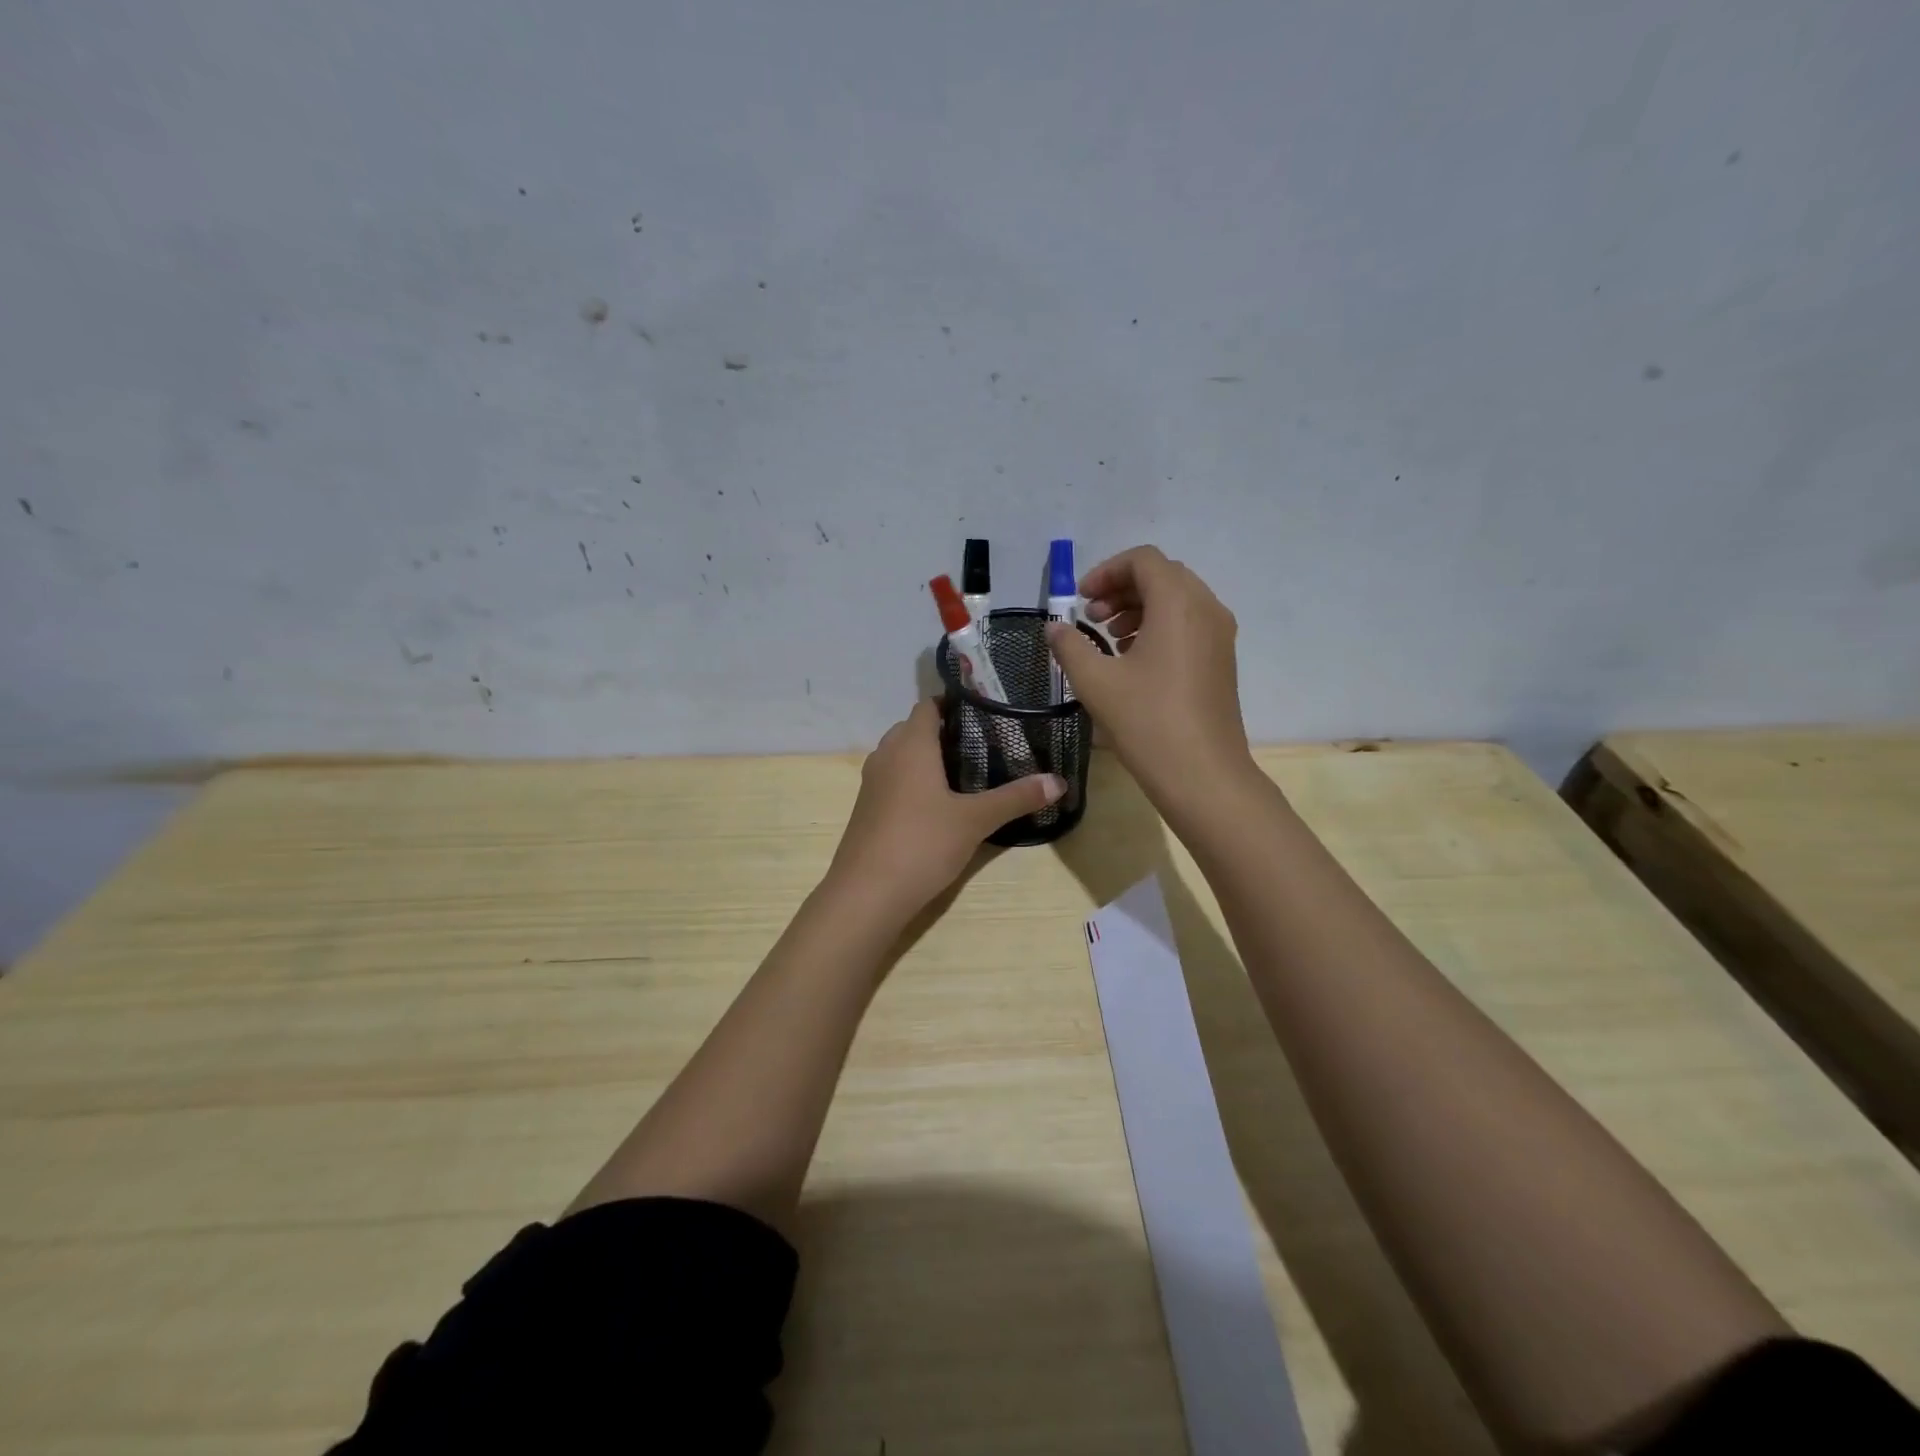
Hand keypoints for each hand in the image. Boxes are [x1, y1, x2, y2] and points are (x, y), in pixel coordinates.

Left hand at [826, 701, 1065, 921]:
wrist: (866, 894)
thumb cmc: (922, 843)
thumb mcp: (975, 820)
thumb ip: (1016, 798)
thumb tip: (1060, 781)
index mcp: (910, 744)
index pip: (929, 705)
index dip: (955, 702)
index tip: (987, 711)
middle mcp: (886, 754)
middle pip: (914, 728)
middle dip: (946, 731)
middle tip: (985, 742)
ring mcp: (872, 782)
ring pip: (902, 755)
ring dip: (928, 757)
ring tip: (967, 771)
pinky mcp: (867, 808)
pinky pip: (893, 779)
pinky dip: (914, 780)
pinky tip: (939, 803)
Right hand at [1046, 545, 1250, 799]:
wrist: (1203, 775)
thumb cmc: (1147, 722)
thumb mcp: (1096, 682)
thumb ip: (1070, 646)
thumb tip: (1054, 628)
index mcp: (1178, 603)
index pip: (1143, 560)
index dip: (1106, 571)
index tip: (1080, 600)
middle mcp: (1206, 609)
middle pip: (1163, 576)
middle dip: (1122, 589)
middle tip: (1092, 618)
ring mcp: (1220, 636)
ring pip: (1178, 600)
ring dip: (1140, 608)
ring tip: (1110, 639)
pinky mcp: (1222, 660)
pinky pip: (1190, 624)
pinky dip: (1159, 627)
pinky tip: (1134, 661)